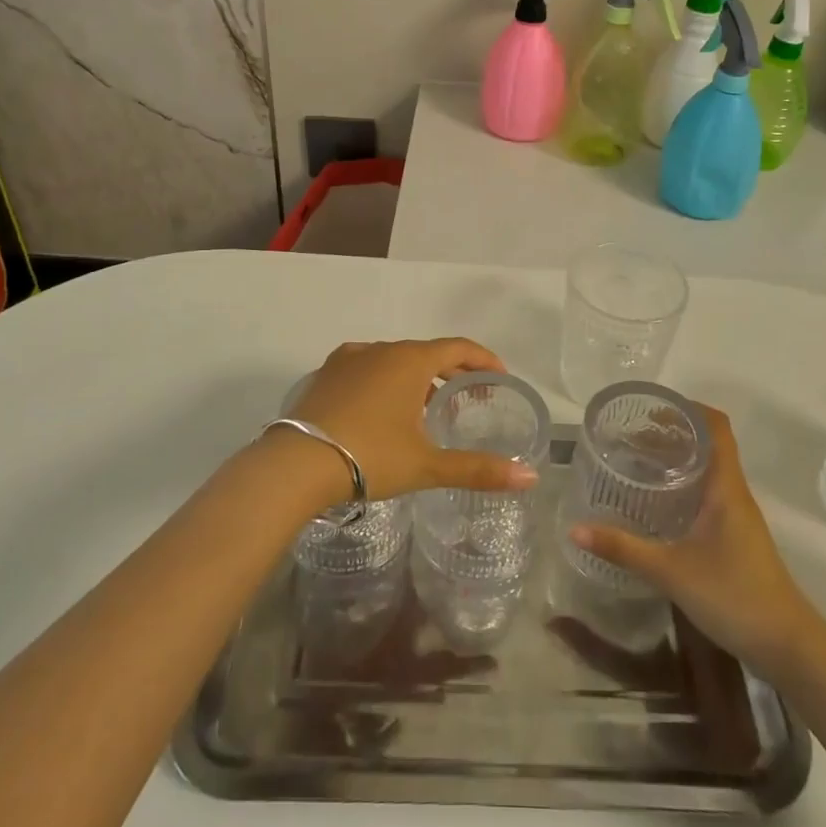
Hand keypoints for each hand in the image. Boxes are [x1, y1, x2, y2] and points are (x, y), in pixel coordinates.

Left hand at [282, 338, 538, 502]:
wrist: (296, 464)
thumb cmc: (369, 457)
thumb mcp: (427, 465)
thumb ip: (478, 469)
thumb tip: (529, 478)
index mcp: (410, 360)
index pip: (458, 348)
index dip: (483, 359)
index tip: (499, 376)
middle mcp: (380, 349)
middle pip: (426, 352)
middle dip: (451, 372)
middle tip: (468, 398)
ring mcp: (349, 358)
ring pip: (394, 359)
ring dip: (417, 377)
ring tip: (426, 408)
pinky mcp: (326, 374)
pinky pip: (367, 368)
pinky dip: (385, 381)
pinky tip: (382, 409)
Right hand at [570, 404, 821, 670]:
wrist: (789, 648)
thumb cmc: (734, 596)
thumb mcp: (671, 571)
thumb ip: (623, 549)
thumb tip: (575, 528)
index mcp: (725, 487)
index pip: (716, 427)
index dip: (687, 410)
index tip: (651, 410)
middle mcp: (734, 494)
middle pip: (707, 446)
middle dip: (671, 435)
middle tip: (629, 438)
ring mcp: (737, 518)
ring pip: (707, 472)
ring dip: (676, 462)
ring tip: (637, 464)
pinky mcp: (735, 539)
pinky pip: (708, 496)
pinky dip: (682, 488)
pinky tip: (657, 506)